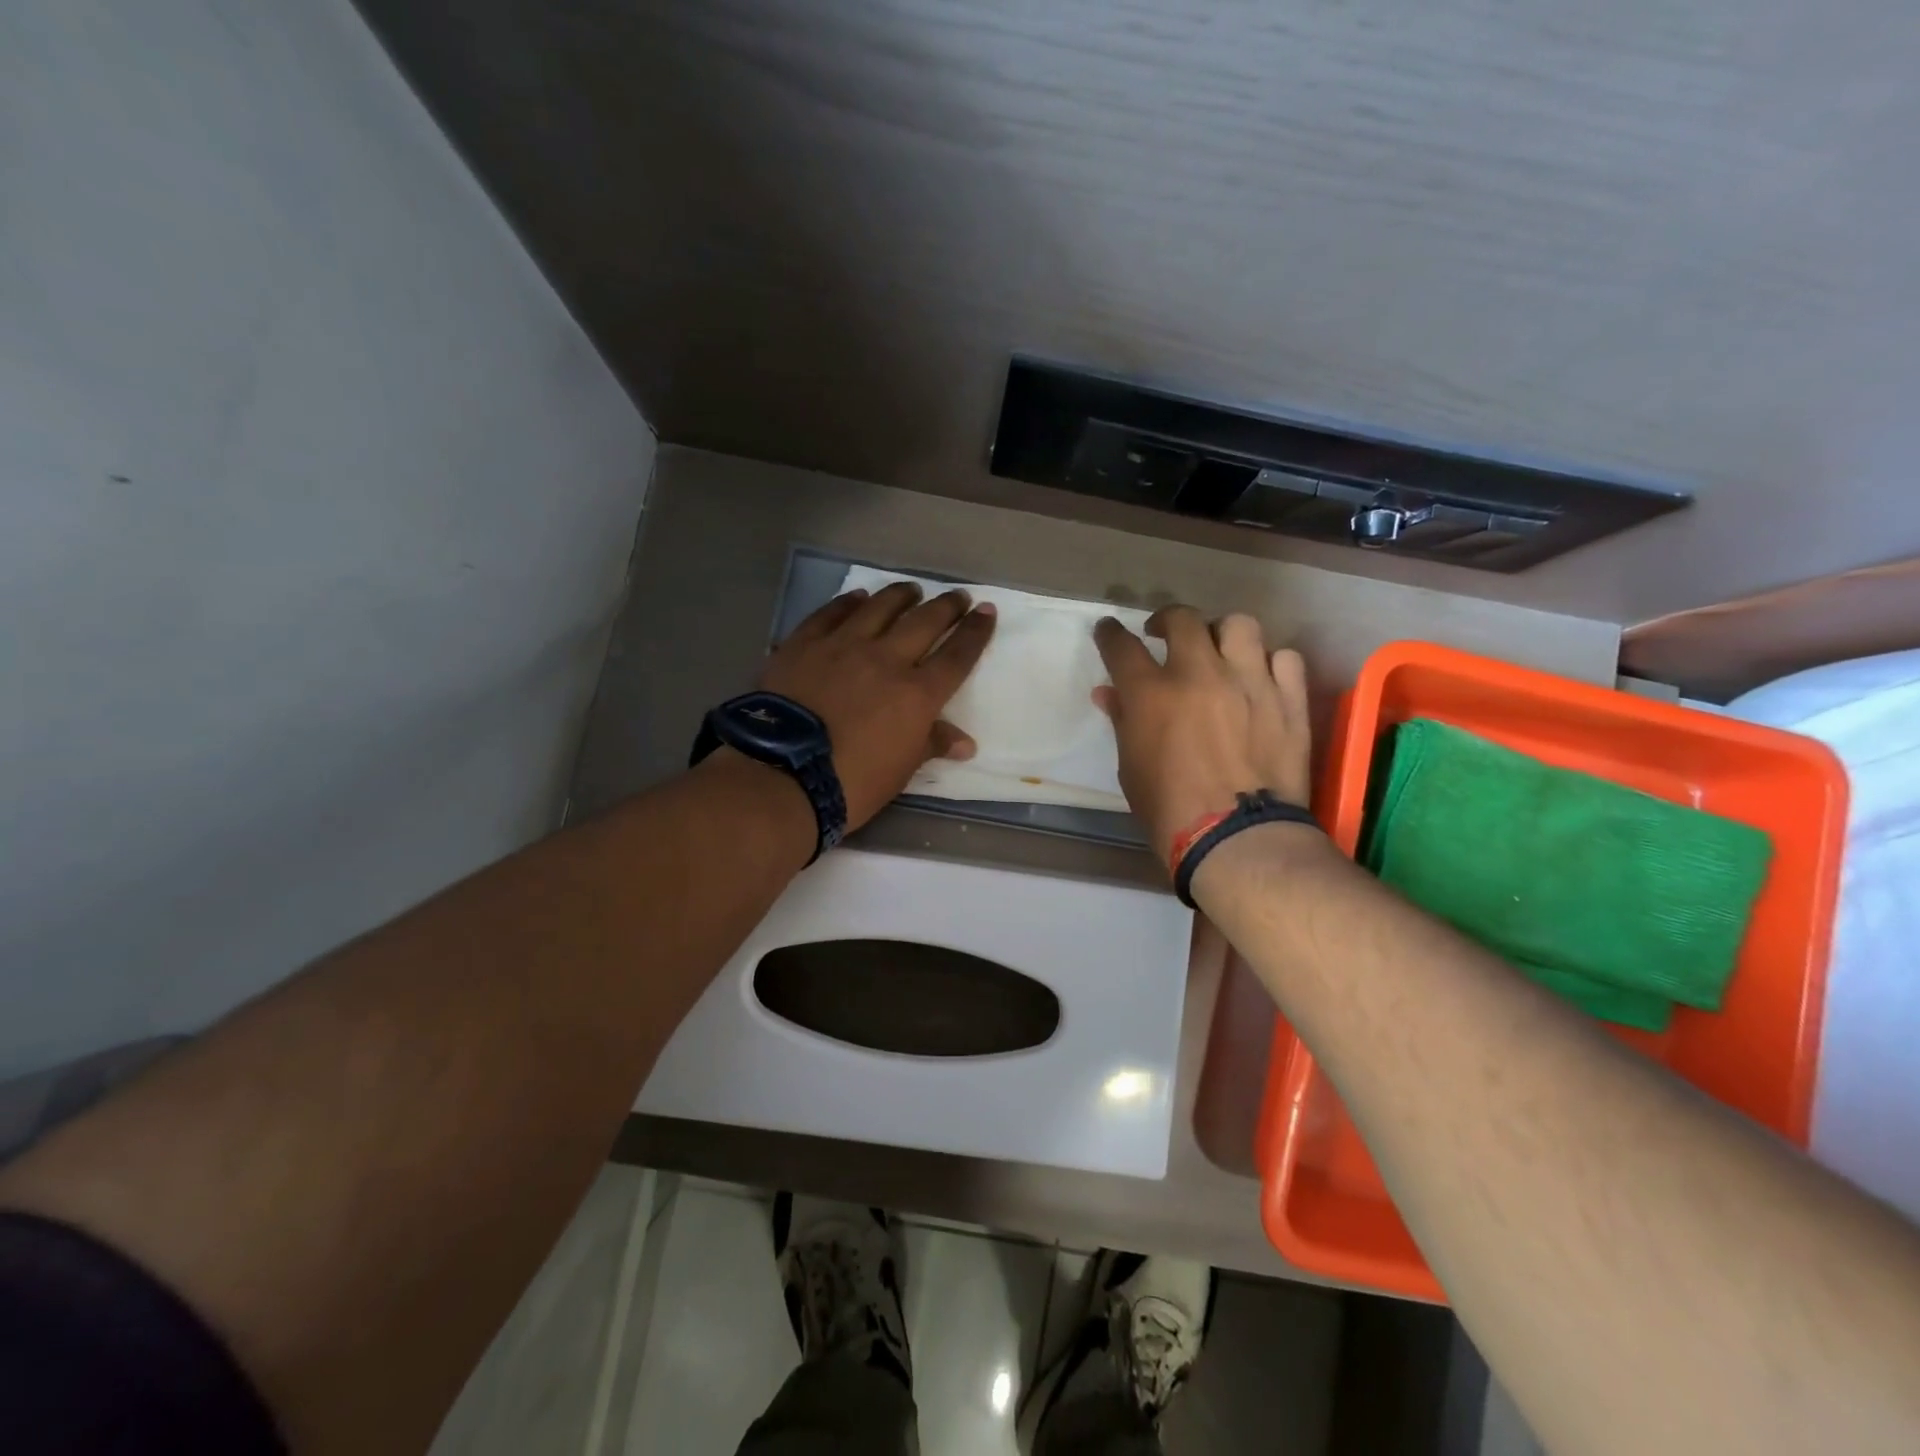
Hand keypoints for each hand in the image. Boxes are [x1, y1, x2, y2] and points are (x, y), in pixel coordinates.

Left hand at [758, 582, 995, 829]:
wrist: (783, 776)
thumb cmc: (852, 782)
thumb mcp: (901, 770)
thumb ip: (931, 744)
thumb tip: (964, 742)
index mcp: (917, 694)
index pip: (956, 656)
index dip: (975, 632)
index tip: (987, 612)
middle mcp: (886, 659)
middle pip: (924, 622)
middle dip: (946, 606)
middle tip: (958, 596)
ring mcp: (842, 646)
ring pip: (879, 608)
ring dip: (900, 595)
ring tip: (911, 589)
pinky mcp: (804, 644)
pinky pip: (831, 613)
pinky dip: (848, 603)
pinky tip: (857, 597)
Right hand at [1093, 607, 1311, 862]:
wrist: (1238, 840)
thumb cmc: (1170, 810)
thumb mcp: (1131, 768)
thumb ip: (1123, 722)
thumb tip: (1108, 693)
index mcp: (1152, 694)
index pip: (1122, 646)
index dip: (1111, 634)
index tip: (1109, 631)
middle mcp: (1200, 675)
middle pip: (1182, 620)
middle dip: (1167, 620)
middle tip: (1164, 635)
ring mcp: (1250, 683)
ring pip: (1239, 626)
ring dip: (1222, 633)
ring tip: (1219, 651)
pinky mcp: (1288, 700)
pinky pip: (1284, 659)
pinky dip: (1269, 663)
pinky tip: (1261, 679)